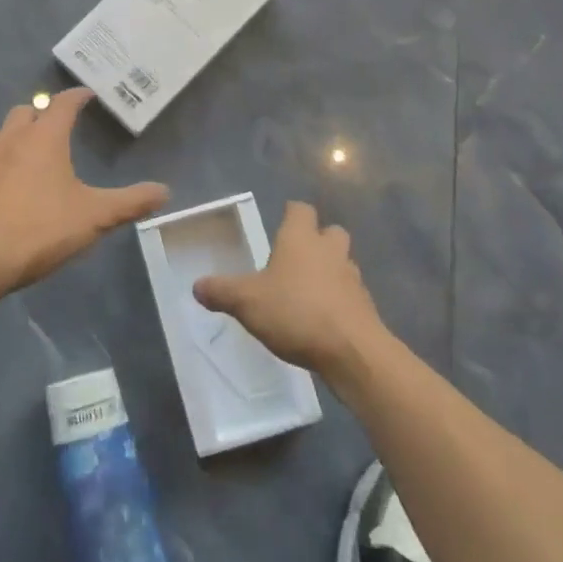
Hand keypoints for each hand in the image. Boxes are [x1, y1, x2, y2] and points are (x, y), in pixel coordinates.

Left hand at [0, 88, 168, 294]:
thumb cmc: (41, 229)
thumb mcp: (95, 217)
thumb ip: (130, 202)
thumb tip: (165, 191)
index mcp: (45, 139)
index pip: (62, 104)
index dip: (77, 96)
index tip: (87, 94)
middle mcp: (11, 140)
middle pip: (26, 111)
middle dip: (42, 113)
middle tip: (58, 126)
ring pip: (0, 134)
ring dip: (16, 136)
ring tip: (31, 152)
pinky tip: (0, 183)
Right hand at [194, 201, 386, 381]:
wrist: (352, 351)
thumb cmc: (296, 312)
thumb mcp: (246, 302)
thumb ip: (221, 291)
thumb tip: (197, 285)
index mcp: (301, 239)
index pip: (300, 210)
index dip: (291, 213)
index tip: (281, 222)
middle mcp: (329, 251)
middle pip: (330, 232)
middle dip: (317, 239)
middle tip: (295, 256)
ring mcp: (352, 278)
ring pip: (342, 262)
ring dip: (329, 270)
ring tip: (307, 290)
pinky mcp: (365, 306)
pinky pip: (349, 293)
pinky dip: (338, 299)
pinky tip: (321, 318)